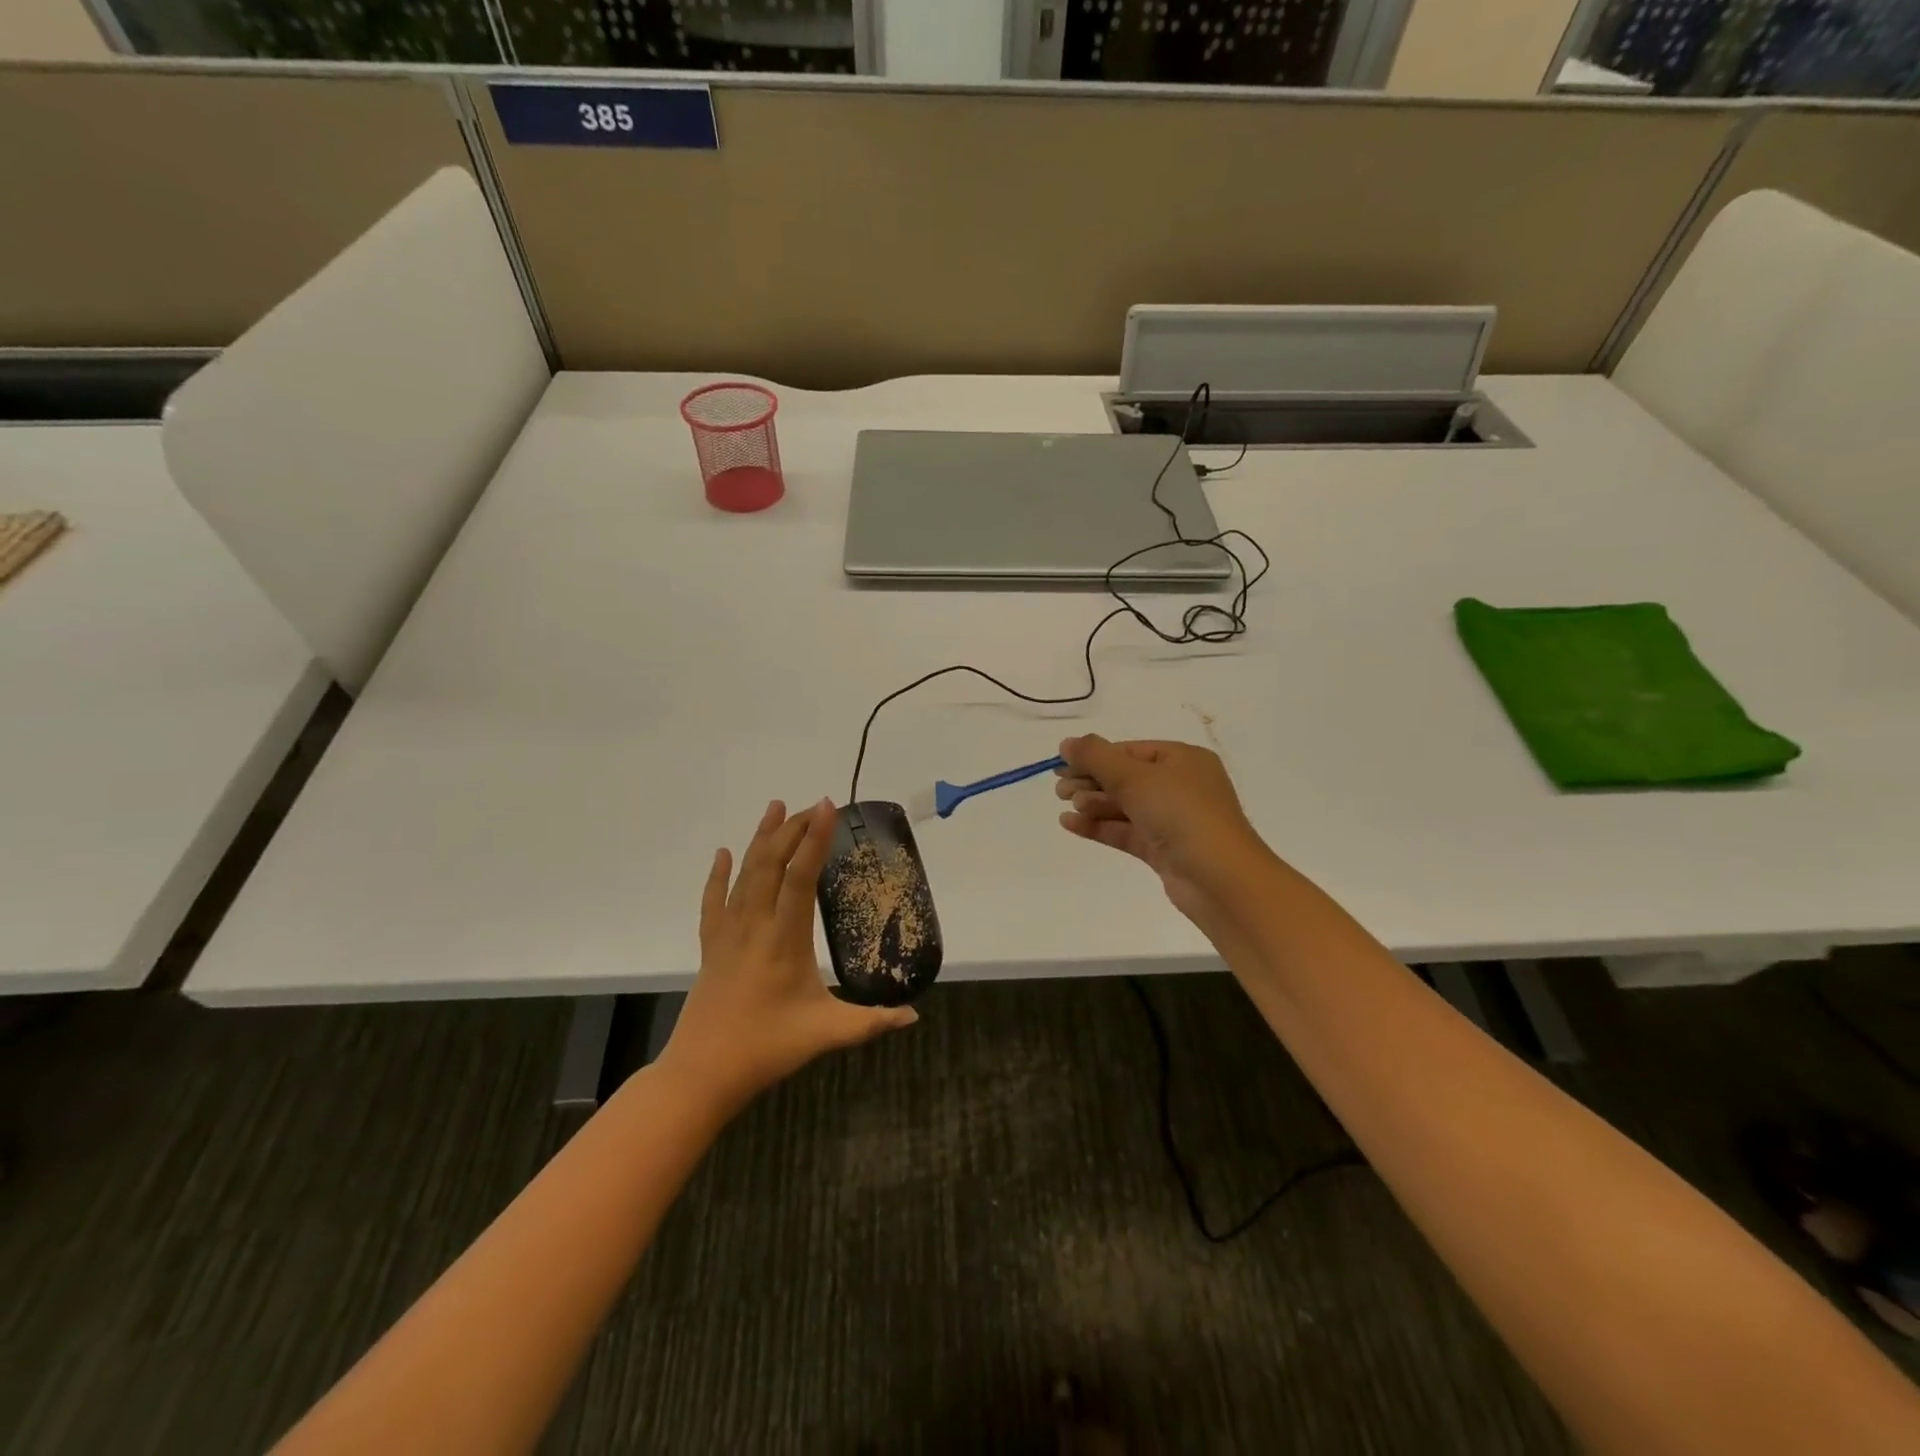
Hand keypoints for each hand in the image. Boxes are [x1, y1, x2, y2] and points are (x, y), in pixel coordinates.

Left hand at [660, 799, 917, 1112]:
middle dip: (792, 830)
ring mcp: (728, 933)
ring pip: (743, 874)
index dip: (815, 839)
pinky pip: (713, 900)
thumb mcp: (827, 1034)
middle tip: (813, 806)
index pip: (801, 877)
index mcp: (785, 939)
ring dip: (761, 838)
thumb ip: (872, 1022)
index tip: (827, 807)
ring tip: (776, 807)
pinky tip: (723, 853)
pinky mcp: (711, 946)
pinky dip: (717, 874)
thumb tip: (913, 1015)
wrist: (702, 1074)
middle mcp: (754, 925)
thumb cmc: (767, 1048)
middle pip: (771, 864)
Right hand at [1054, 735, 1269, 923]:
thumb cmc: (1181, 814)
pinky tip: (1071, 824)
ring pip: (1125, 806)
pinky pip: (1126, 831)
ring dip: (1094, 804)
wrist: (1219, 879)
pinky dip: (1100, 826)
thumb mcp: (1135, 777)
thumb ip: (1097, 758)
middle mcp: (1180, 786)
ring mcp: (1173, 820)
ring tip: (1066, 805)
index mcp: (1183, 759)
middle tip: (1059, 789)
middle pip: (1126, 778)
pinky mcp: (1164, 849)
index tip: (1061, 765)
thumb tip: (1067, 742)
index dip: (1094, 756)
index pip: (1130, 751)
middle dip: (1091, 781)